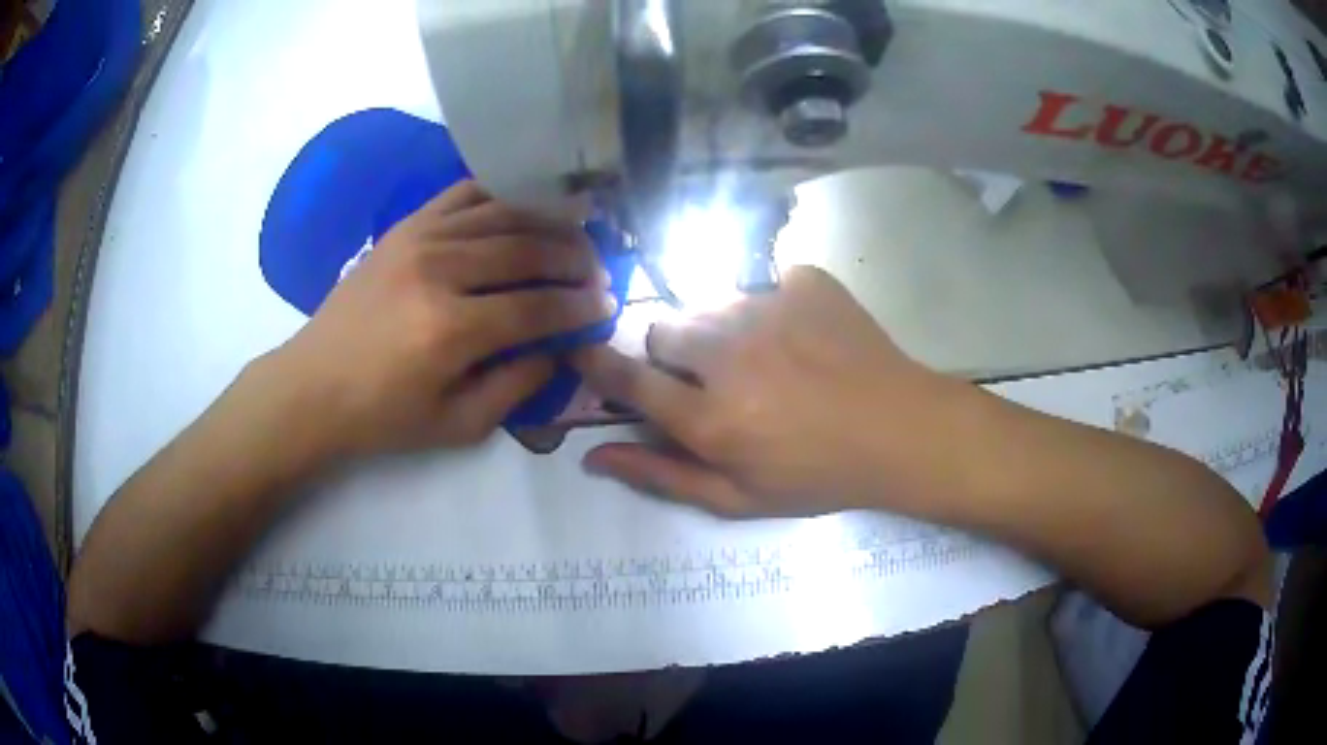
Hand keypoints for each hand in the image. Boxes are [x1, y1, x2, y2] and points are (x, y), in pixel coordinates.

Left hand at [262, 181, 615, 458]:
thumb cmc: (382, 416)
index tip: (606, 306)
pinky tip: (524, 208)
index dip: (579, 307)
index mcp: (450, 331)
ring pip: (503, 215)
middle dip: (575, 259)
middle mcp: (439, 271)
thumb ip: (515, 387)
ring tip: (575, 236)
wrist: (312, 386)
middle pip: (527, 251)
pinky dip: (502, 196)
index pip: (537, 308)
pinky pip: (464, 195)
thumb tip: (558, 349)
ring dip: (549, 223)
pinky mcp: (404, 226)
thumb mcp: (456, 426)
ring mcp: (419, 239)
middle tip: (597, 271)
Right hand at [572, 266, 956, 517]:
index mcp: (710, 417)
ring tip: (762, 356)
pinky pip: (761, 283)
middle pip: (664, 327)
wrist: (901, 430)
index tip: (584, 353)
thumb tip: (593, 456)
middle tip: (710, 376)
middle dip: (673, 352)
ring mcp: (769, 307)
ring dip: (719, 329)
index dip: (597, 364)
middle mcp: (730, 353)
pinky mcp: (804, 280)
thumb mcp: (738, 499)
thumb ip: (661, 476)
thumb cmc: (819, 476)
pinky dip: (770, 307)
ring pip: (709, 302)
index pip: (626, 378)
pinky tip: (800, 335)